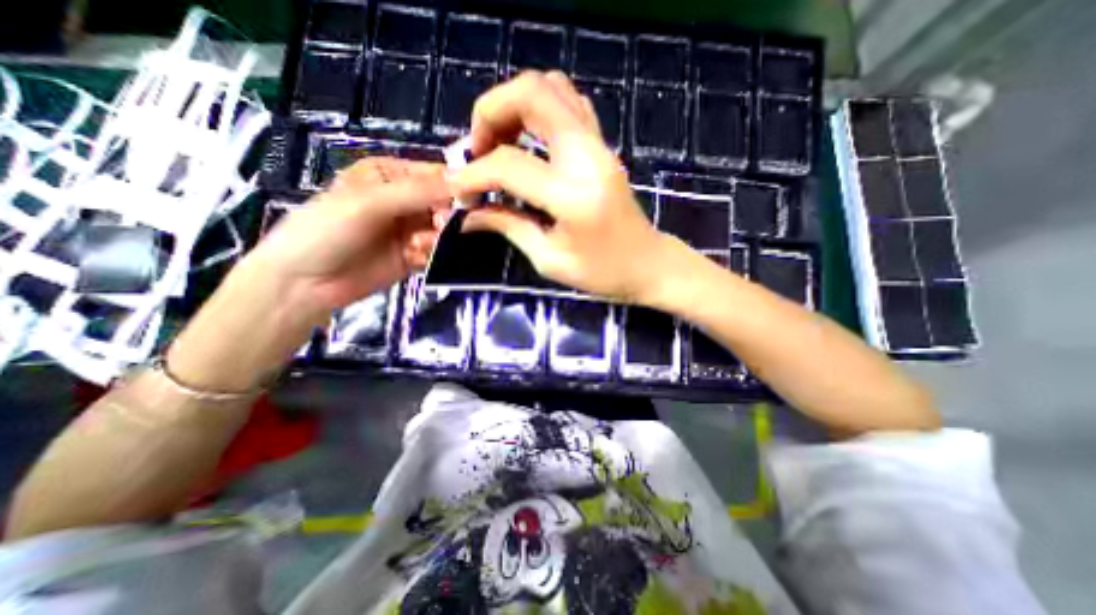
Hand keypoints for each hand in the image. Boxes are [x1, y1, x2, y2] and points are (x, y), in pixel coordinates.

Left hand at [251, 156, 447, 314]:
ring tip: (417, 246)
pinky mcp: (414, 255)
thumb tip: (464, 181)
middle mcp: (405, 200)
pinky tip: (414, 258)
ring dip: (437, 238)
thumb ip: (416, 191)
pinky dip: (431, 254)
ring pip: (444, 229)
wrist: (305, 283)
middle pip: (445, 203)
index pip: (436, 174)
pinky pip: (436, 250)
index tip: (463, 201)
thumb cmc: (328, 229)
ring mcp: (410, 229)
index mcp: (391, 175)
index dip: (454, 186)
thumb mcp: (370, 202)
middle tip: (436, 228)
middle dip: (445, 216)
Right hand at [445, 70, 676, 301]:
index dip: (473, 175)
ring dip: (513, 105)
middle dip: (490, 112)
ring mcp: (599, 145)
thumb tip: (467, 214)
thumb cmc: (602, 273)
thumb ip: (507, 226)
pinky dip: (538, 109)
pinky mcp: (603, 145)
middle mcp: (587, 157)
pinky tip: (527, 140)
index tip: (456, 189)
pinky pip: (568, 103)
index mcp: (573, 195)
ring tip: (498, 143)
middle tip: (477, 151)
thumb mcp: (549, 259)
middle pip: (532, 93)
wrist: (648, 264)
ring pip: (551, 87)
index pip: (509, 165)